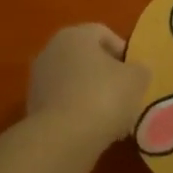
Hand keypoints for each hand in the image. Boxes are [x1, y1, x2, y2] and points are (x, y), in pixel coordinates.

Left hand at [27, 24, 152, 150]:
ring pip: (75, 83)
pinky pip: (64, 104)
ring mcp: (38, 80)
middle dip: (107, 76)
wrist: (63, 138)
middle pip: (87, 59)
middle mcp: (51, 50)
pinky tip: (94, 131)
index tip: (136, 74)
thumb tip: (135, 72)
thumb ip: (139, 69)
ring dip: (93, 95)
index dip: (124, 52)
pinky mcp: (33, 108)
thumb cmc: (104, 96)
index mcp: (75, 35)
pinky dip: (78, 113)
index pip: (104, 34)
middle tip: (126, 96)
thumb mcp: (137, 78)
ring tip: (113, 119)